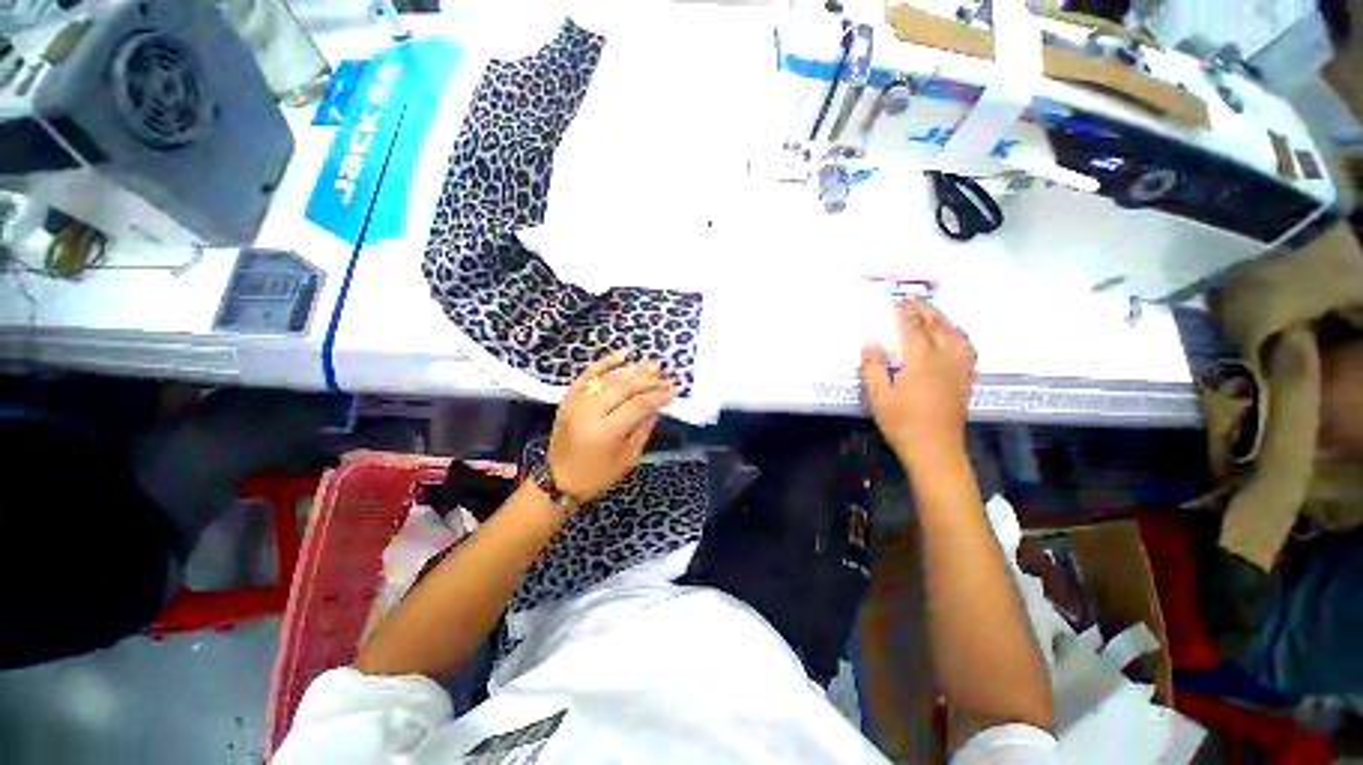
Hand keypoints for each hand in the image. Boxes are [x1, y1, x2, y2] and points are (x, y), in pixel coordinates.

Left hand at [548, 349, 676, 501]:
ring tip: (652, 364)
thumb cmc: (598, 475)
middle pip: (624, 387)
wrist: (559, 480)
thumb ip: (644, 428)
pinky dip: (605, 362)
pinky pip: (588, 374)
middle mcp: (589, 413)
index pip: (638, 405)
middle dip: (648, 379)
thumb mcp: (628, 457)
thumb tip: (658, 404)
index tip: (674, 390)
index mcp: (606, 432)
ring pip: (608, 378)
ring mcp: (576, 403)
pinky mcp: (568, 398)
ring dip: (632, 369)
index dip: (658, 395)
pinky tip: (623, 353)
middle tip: (666, 374)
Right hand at [861, 297, 976, 466]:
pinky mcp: (965, 379)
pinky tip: (952, 336)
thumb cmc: (903, 423)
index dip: (901, 312)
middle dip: (924, 308)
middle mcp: (946, 358)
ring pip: (956, 334)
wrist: (935, 450)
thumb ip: (873, 368)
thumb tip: (870, 344)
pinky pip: (967, 347)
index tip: (892, 300)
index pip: (912, 328)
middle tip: (911, 297)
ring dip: (943, 318)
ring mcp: (960, 368)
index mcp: (922, 360)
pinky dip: (958, 334)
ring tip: (931, 312)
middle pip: (937, 325)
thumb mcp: (879, 396)